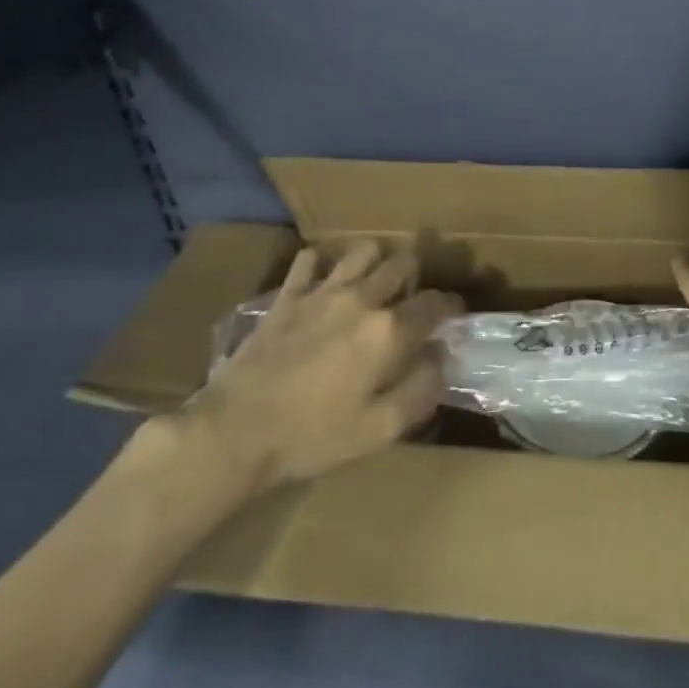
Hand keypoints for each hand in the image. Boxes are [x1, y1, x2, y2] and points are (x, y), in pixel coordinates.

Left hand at [129, 241, 461, 532]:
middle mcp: (362, 299)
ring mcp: (322, 292)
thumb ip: (420, 391)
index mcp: (389, 331)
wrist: (236, 431)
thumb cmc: (312, 437)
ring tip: (371, 286)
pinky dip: (322, 266)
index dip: (451, 307)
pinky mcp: (288, 295)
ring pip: (362, 251)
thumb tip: (441, 359)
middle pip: (403, 264)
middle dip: (415, 278)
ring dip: (374, 263)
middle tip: (408, 303)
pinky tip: (323, 285)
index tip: (453, 316)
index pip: (436, 302)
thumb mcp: (378, 431)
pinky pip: (310, 260)